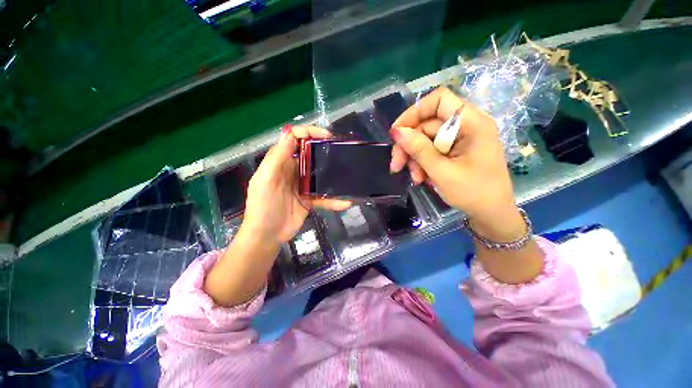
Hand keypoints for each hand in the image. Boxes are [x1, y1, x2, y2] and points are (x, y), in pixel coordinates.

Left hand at [242, 125, 351, 244]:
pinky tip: (345, 202)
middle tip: (342, 152)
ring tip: (348, 173)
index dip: (310, 132)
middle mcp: (292, 170)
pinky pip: (324, 196)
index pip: (294, 139)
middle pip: (311, 154)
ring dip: (333, 174)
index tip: (327, 137)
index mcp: (280, 162)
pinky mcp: (310, 199)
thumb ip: (277, 157)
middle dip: (326, 150)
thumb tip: (290, 133)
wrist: (267, 236)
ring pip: (320, 174)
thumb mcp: (266, 180)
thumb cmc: (263, 207)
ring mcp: (302, 185)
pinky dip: (334, 199)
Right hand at [390, 87, 515, 224]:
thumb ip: (419, 150)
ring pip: (425, 140)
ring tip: (415, 178)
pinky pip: (430, 151)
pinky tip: (421, 178)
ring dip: (414, 158)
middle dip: (409, 146)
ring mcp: (459, 139)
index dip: (414, 112)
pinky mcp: (454, 151)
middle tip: (396, 166)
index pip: (439, 100)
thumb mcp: (442, 172)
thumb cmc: (473, 193)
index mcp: (472, 124)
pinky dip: (421, 163)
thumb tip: (396, 132)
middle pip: (427, 124)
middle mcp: (465, 126)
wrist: (491, 214)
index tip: (397, 133)